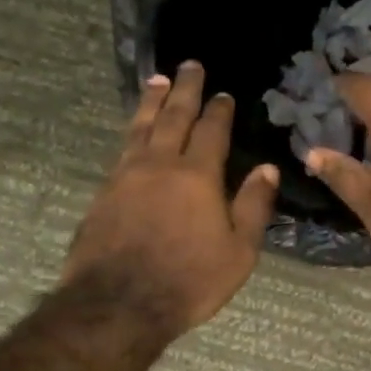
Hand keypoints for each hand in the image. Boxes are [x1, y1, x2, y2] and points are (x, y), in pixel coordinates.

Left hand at [65, 62, 278, 332]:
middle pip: (173, 117)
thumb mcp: (239, 251)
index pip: (211, 132)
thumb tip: (267, 168)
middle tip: (189, 65)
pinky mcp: (104, 193)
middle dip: (184, 89)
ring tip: (157, 79)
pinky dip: (132, 129)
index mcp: (198, 176)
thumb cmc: (189, 280)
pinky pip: (122, 148)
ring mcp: (126, 176)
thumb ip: (253, 206)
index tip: (224, 94)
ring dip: (152, 101)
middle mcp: (160, 165)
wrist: (117, 305)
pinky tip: (135, 130)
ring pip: (142, 127)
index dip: (219, 111)